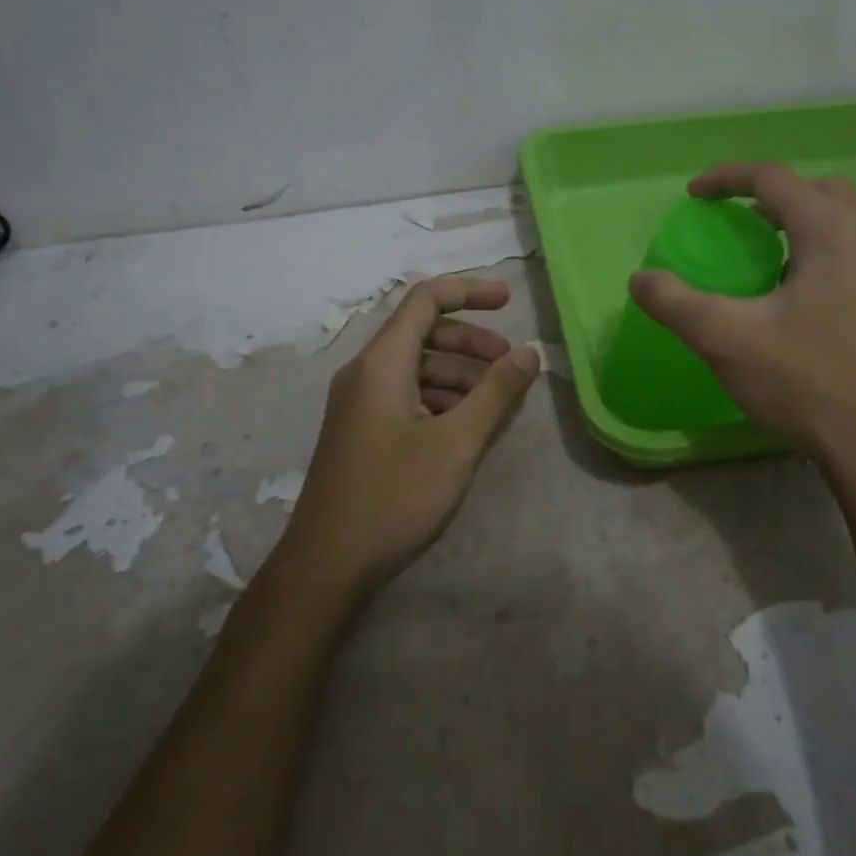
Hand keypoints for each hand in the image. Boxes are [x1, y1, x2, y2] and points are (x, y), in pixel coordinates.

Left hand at [282, 275, 538, 596]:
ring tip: (495, 403)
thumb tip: (529, 352)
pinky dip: (440, 399)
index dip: (469, 291)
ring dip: (459, 374)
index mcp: (382, 363)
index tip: (510, 301)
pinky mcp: (361, 431)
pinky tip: (464, 428)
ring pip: (416, 367)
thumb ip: (496, 393)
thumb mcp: (456, 443)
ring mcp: (359, 404)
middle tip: (510, 365)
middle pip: (423, 333)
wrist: (326, 564)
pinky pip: (406, 395)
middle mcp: (365, 373)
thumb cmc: (393, 496)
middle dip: (471, 342)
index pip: (426, 300)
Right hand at [630, 163, 855, 465]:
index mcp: (832, 233)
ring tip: (765, 262)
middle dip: (773, 195)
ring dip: (802, 226)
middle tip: (738, 223)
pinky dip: (823, 256)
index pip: (774, 178)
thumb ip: (676, 302)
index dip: (727, 178)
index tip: (694, 196)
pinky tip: (799, 304)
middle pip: (820, 191)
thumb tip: (641, 279)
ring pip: (845, 224)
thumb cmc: (807, 383)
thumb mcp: (726, 340)